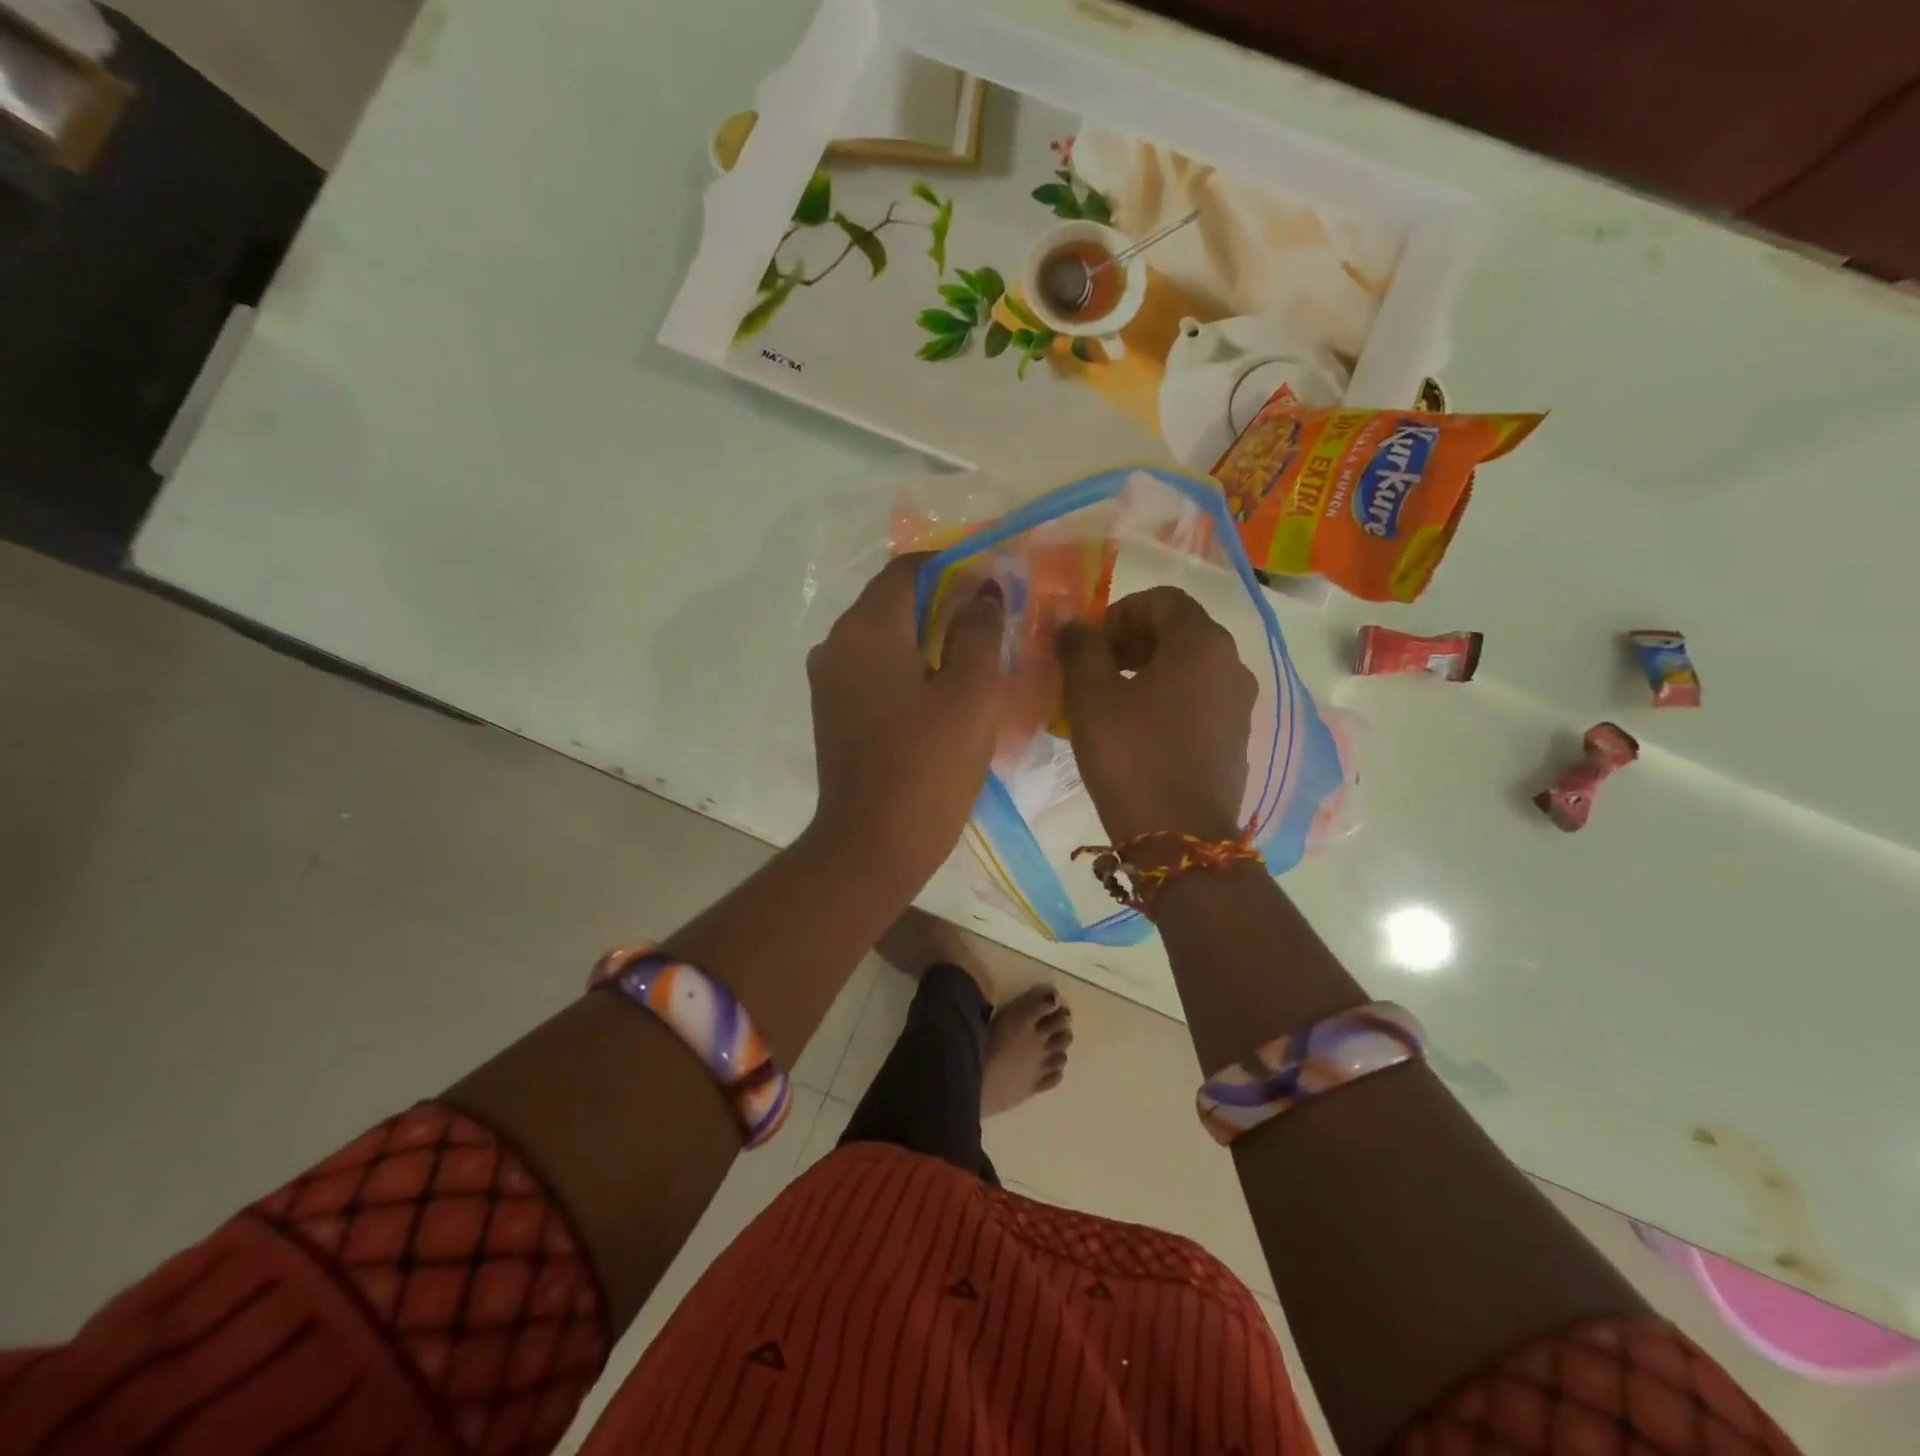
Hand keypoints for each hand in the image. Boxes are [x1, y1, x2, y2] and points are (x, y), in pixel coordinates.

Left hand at [804, 553, 1006, 892]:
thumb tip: (982, 589)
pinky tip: (942, 692)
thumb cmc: (928, 764)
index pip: (908, 569)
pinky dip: (907, 667)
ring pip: (884, 637)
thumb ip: (978, 630)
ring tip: (975, 658)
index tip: (993, 585)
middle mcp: (837, 643)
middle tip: (993, 624)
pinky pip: (873, 669)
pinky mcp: (833, 711)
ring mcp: (829, 680)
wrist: (872, 845)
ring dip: (927, 637)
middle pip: (893, 601)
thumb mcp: (971, 692)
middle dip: (944, 603)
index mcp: (867, 628)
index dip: (954, 567)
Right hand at [1058, 586, 1256, 844]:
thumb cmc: (1132, 757)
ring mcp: (1239, 703)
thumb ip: (1081, 648)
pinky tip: (1138, 730)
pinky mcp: (1236, 737)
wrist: (1180, 838)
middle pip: (1179, 630)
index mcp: (1201, 642)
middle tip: (1094, 670)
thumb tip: (1072, 619)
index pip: (1161, 600)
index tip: (1090, 645)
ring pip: (1190, 666)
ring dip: (1149, 670)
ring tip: (1111, 702)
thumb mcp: (1092, 697)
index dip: (1119, 613)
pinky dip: (1168, 698)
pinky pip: (1200, 698)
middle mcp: (1231, 663)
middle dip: (1132, 640)